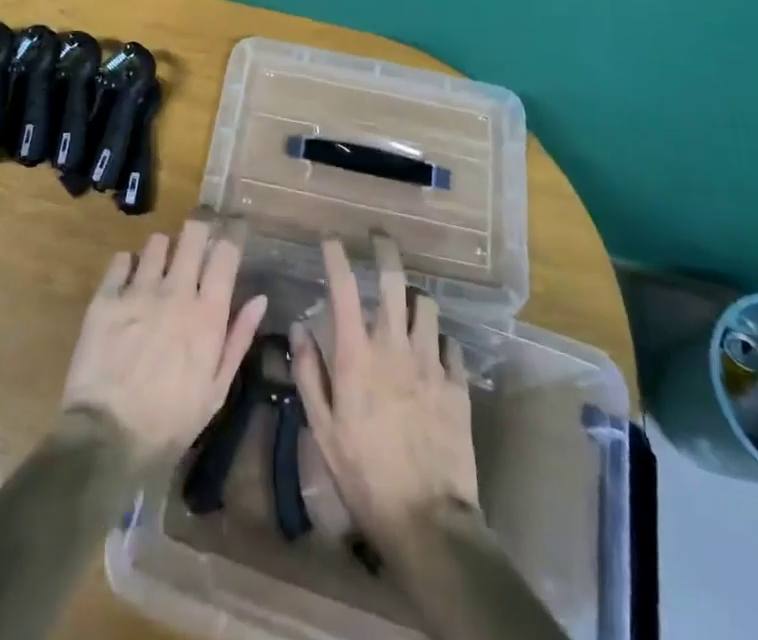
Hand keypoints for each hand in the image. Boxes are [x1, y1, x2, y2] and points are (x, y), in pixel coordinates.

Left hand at [62, 218, 268, 461]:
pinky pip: (121, 260)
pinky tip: (129, 280)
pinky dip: (128, 264)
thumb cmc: (171, 420)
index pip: (224, 254)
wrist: (109, 437)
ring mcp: (138, 291)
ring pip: (157, 242)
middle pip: (193, 235)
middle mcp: (175, 292)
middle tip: (195, 243)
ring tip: (159, 267)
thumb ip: (239, 338)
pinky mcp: (106, 297)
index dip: (228, 240)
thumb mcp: (216, 388)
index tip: (227, 241)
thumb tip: (260, 298)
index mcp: (207, 314)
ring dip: (162, 250)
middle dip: (198, 232)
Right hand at [291, 235, 478, 545]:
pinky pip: (450, 343)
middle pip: (393, 281)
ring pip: (425, 305)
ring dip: (413, 297)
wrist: (427, 520)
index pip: (343, 288)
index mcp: (357, 354)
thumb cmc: (364, 474)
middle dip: (384, 251)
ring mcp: (430, 362)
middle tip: (378, 238)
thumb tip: (300, 327)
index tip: (330, 237)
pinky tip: (433, 349)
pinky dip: (438, 338)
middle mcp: (394, 346)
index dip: (335, 255)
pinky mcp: (457, 384)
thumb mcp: (322, 429)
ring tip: (405, 302)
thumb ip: (309, 372)